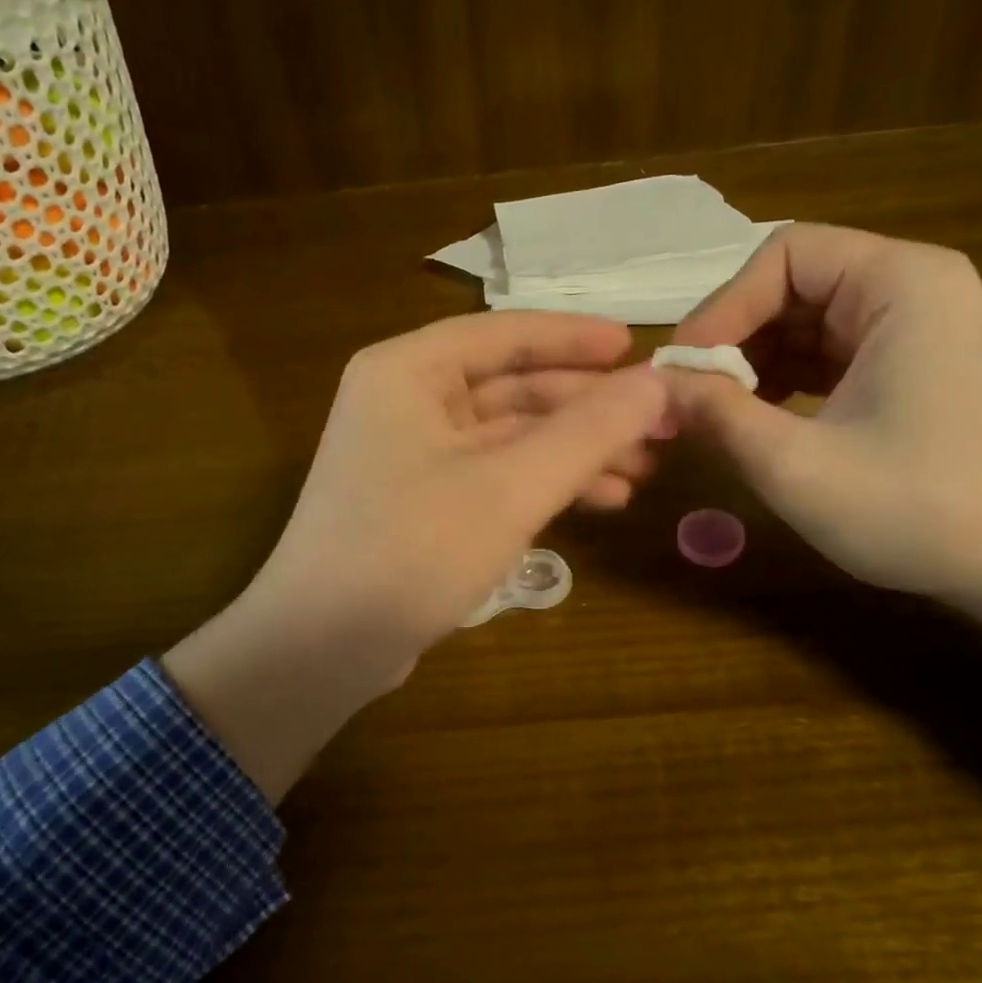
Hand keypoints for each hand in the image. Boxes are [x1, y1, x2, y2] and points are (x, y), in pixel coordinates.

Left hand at [166, 312, 667, 797]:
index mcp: (409, 371)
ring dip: (574, 450)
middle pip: (513, 386)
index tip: (641, 347)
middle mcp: (405, 400)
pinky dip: (544, 484)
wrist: (322, 648)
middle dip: (586, 408)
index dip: (577, 339)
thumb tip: (659, 383)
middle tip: (659, 423)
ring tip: (644, 470)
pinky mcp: (422, 502)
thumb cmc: (412, 550)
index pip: (506, 334)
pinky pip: (495, 474)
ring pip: (509, 435)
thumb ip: (588, 431)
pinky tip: (600, 502)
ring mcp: (411, 454)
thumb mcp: (511, 487)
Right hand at [661, 222, 981, 599]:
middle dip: (735, 339)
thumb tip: (657, 387)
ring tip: (719, 415)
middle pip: (792, 284)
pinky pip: (828, 352)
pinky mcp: (911, 366)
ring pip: (804, 321)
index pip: (784, 255)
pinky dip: (784, 381)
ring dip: (753, 363)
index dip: (723, 307)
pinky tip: (759, 421)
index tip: (683, 370)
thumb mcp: (796, 466)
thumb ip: (717, 416)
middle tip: (692, 397)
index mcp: (900, 283)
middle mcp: (913, 287)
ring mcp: (916, 327)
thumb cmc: (919, 510)